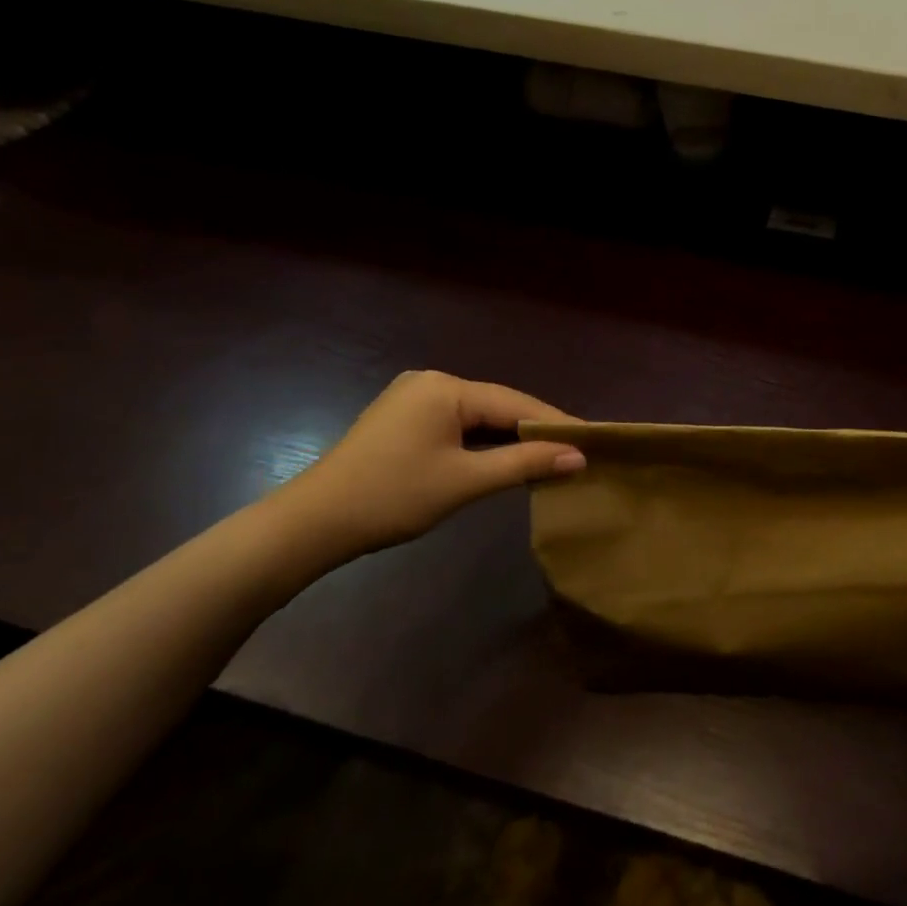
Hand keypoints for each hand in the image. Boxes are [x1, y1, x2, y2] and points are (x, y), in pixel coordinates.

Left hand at [273, 371, 583, 560]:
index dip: (556, 424)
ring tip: (551, 457)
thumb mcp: (466, 481)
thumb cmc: (392, 498)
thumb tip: (579, 456)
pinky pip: (458, 424)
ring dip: (510, 438)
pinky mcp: (404, 417)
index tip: (594, 441)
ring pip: (479, 416)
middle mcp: (432, 381)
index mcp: (447, 388)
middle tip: (577, 452)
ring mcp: (414, 397)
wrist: (312, 524)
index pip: (516, 403)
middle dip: (535, 431)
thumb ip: (525, 463)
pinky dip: (483, 442)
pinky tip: (505, 457)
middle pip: (498, 406)